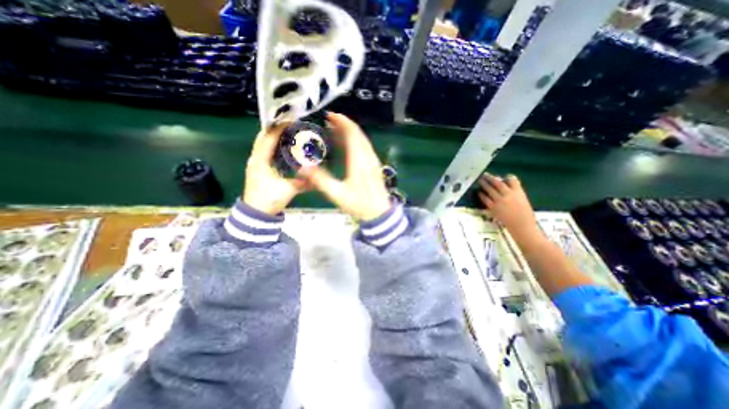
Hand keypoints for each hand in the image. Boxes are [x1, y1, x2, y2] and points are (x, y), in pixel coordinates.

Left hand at [241, 123, 304, 213]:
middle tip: (290, 125)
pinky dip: (273, 146)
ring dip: (274, 136)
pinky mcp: (258, 169)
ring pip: (263, 144)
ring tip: (288, 133)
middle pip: (263, 137)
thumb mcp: (288, 190)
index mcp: (260, 161)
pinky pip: (265, 151)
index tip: (291, 120)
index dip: (279, 127)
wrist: (256, 214)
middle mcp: (255, 159)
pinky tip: (284, 148)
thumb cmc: (269, 199)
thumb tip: (318, 179)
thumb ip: (303, 183)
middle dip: (275, 129)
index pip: (268, 138)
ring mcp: (255, 163)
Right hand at [297, 111, 389, 220]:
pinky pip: (365, 148)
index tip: (330, 116)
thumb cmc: (360, 204)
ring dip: (349, 133)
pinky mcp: (374, 166)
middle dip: (344, 124)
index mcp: (359, 160)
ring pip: (362, 140)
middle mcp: (368, 157)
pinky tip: (346, 146)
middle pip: (358, 134)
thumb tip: (302, 168)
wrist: (379, 213)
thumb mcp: (337, 194)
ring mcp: (373, 161)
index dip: (342, 122)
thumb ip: (320, 180)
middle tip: (329, 121)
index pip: (352, 133)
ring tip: (334, 131)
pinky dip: (355, 142)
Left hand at [483, 172, 536, 238]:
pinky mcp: (493, 207)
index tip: (504, 176)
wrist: (522, 226)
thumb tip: (507, 188)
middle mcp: (508, 194)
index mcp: (518, 192)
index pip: (512, 180)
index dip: (508, 177)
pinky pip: (485, 199)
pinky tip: (479, 192)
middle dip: (490, 177)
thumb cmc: (526, 215)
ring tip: (480, 181)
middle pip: (497, 183)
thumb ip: (516, 194)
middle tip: (485, 174)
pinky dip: (482, 194)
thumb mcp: (523, 201)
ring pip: (490, 189)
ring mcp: (500, 201)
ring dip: (484, 184)